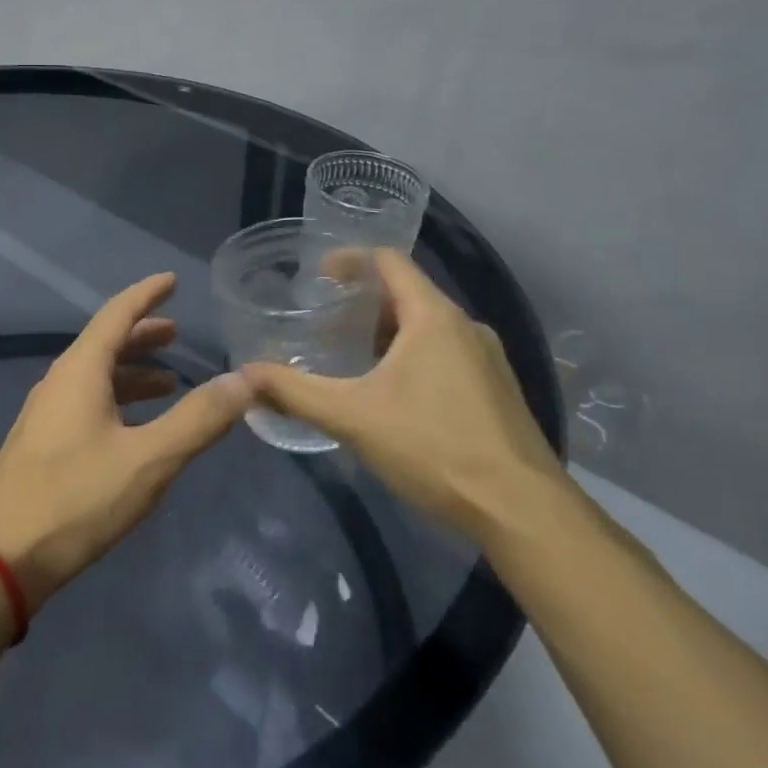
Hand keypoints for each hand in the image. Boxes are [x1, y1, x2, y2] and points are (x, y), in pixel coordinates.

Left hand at [0, 273, 251, 611]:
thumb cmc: (76, 498)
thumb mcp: (149, 458)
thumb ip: (199, 418)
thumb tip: (244, 379)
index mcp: (80, 370)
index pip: (117, 314)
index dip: (147, 294)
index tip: (172, 279)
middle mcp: (59, 382)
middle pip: (105, 343)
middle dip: (142, 334)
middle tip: (177, 332)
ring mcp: (46, 414)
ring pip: (95, 377)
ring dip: (131, 372)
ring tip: (168, 380)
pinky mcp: (42, 444)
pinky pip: (87, 403)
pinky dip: (117, 400)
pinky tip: (136, 427)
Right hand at [240, 249, 561, 540]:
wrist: (521, 509)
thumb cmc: (433, 446)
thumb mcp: (352, 417)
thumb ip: (295, 391)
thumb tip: (246, 373)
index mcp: (433, 317)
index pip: (389, 261)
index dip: (350, 259)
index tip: (317, 276)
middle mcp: (465, 326)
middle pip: (407, 293)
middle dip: (362, 303)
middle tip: (324, 324)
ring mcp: (487, 358)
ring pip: (428, 327)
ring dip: (387, 332)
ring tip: (351, 357)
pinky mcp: (497, 390)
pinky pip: (446, 353)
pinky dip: (412, 356)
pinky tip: (393, 394)